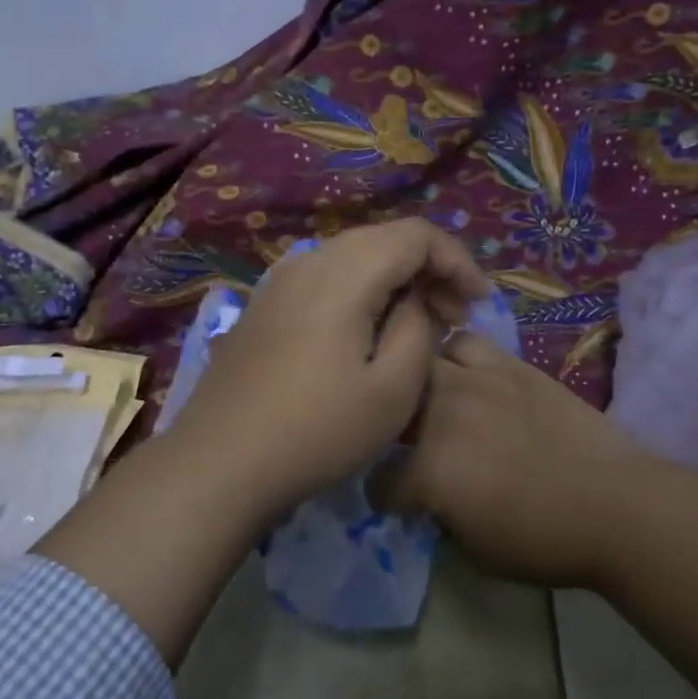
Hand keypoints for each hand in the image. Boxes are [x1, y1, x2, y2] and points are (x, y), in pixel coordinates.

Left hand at [162, 220, 489, 520]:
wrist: (219, 463)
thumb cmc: (317, 431)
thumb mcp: (393, 389)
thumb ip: (418, 328)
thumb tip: (416, 299)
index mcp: (343, 273)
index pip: (415, 235)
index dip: (456, 261)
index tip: (477, 305)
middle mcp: (308, 262)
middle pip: (383, 240)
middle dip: (428, 269)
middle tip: (452, 318)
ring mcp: (278, 283)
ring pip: (352, 258)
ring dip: (392, 280)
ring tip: (415, 325)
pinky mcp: (263, 307)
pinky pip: (324, 280)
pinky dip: (359, 292)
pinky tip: (366, 332)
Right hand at [388, 331, 672, 588]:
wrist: (618, 506)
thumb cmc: (547, 540)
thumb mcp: (476, 550)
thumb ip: (439, 516)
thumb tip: (431, 498)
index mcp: (430, 472)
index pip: (381, 483)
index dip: (387, 498)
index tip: (401, 503)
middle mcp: (443, 416)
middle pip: (393, 405)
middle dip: (394, 427)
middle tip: (414, 444)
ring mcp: (476, 382)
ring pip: (424, 362)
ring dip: (422, 385)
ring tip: (437, 400)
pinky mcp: (509, 366)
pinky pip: (467, 343)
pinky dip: (458, 358)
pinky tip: (470, 377)